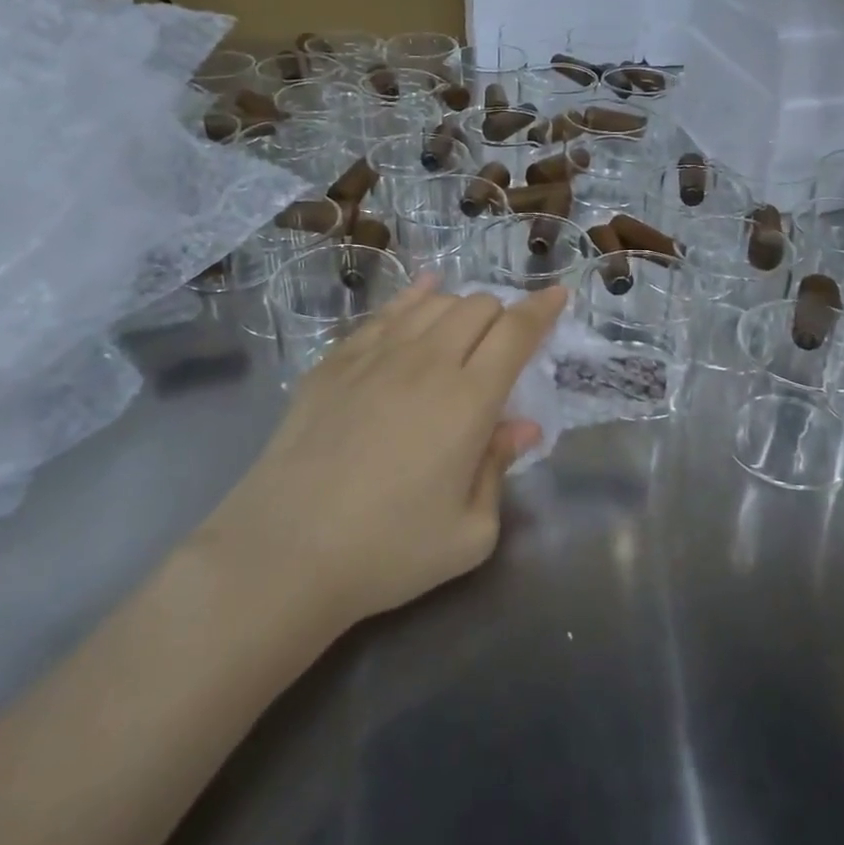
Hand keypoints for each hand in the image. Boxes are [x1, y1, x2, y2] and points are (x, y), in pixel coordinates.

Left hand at [213, 279, 567, 629]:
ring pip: (433, 302)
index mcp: (469, 399)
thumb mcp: (469, 532)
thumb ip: (499, 469)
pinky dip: (414, 297)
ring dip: (460, 307)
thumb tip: (521, 427)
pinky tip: (421, 292)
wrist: (284, 552)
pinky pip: (385, 312)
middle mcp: (426, 362)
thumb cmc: (388, 551)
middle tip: (504, 344)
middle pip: (477, 307)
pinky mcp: (335, 361)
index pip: (516, 332)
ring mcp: (375, 355)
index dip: (543, 309)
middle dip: (502, 315)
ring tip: (465, 327)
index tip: (559, 294)